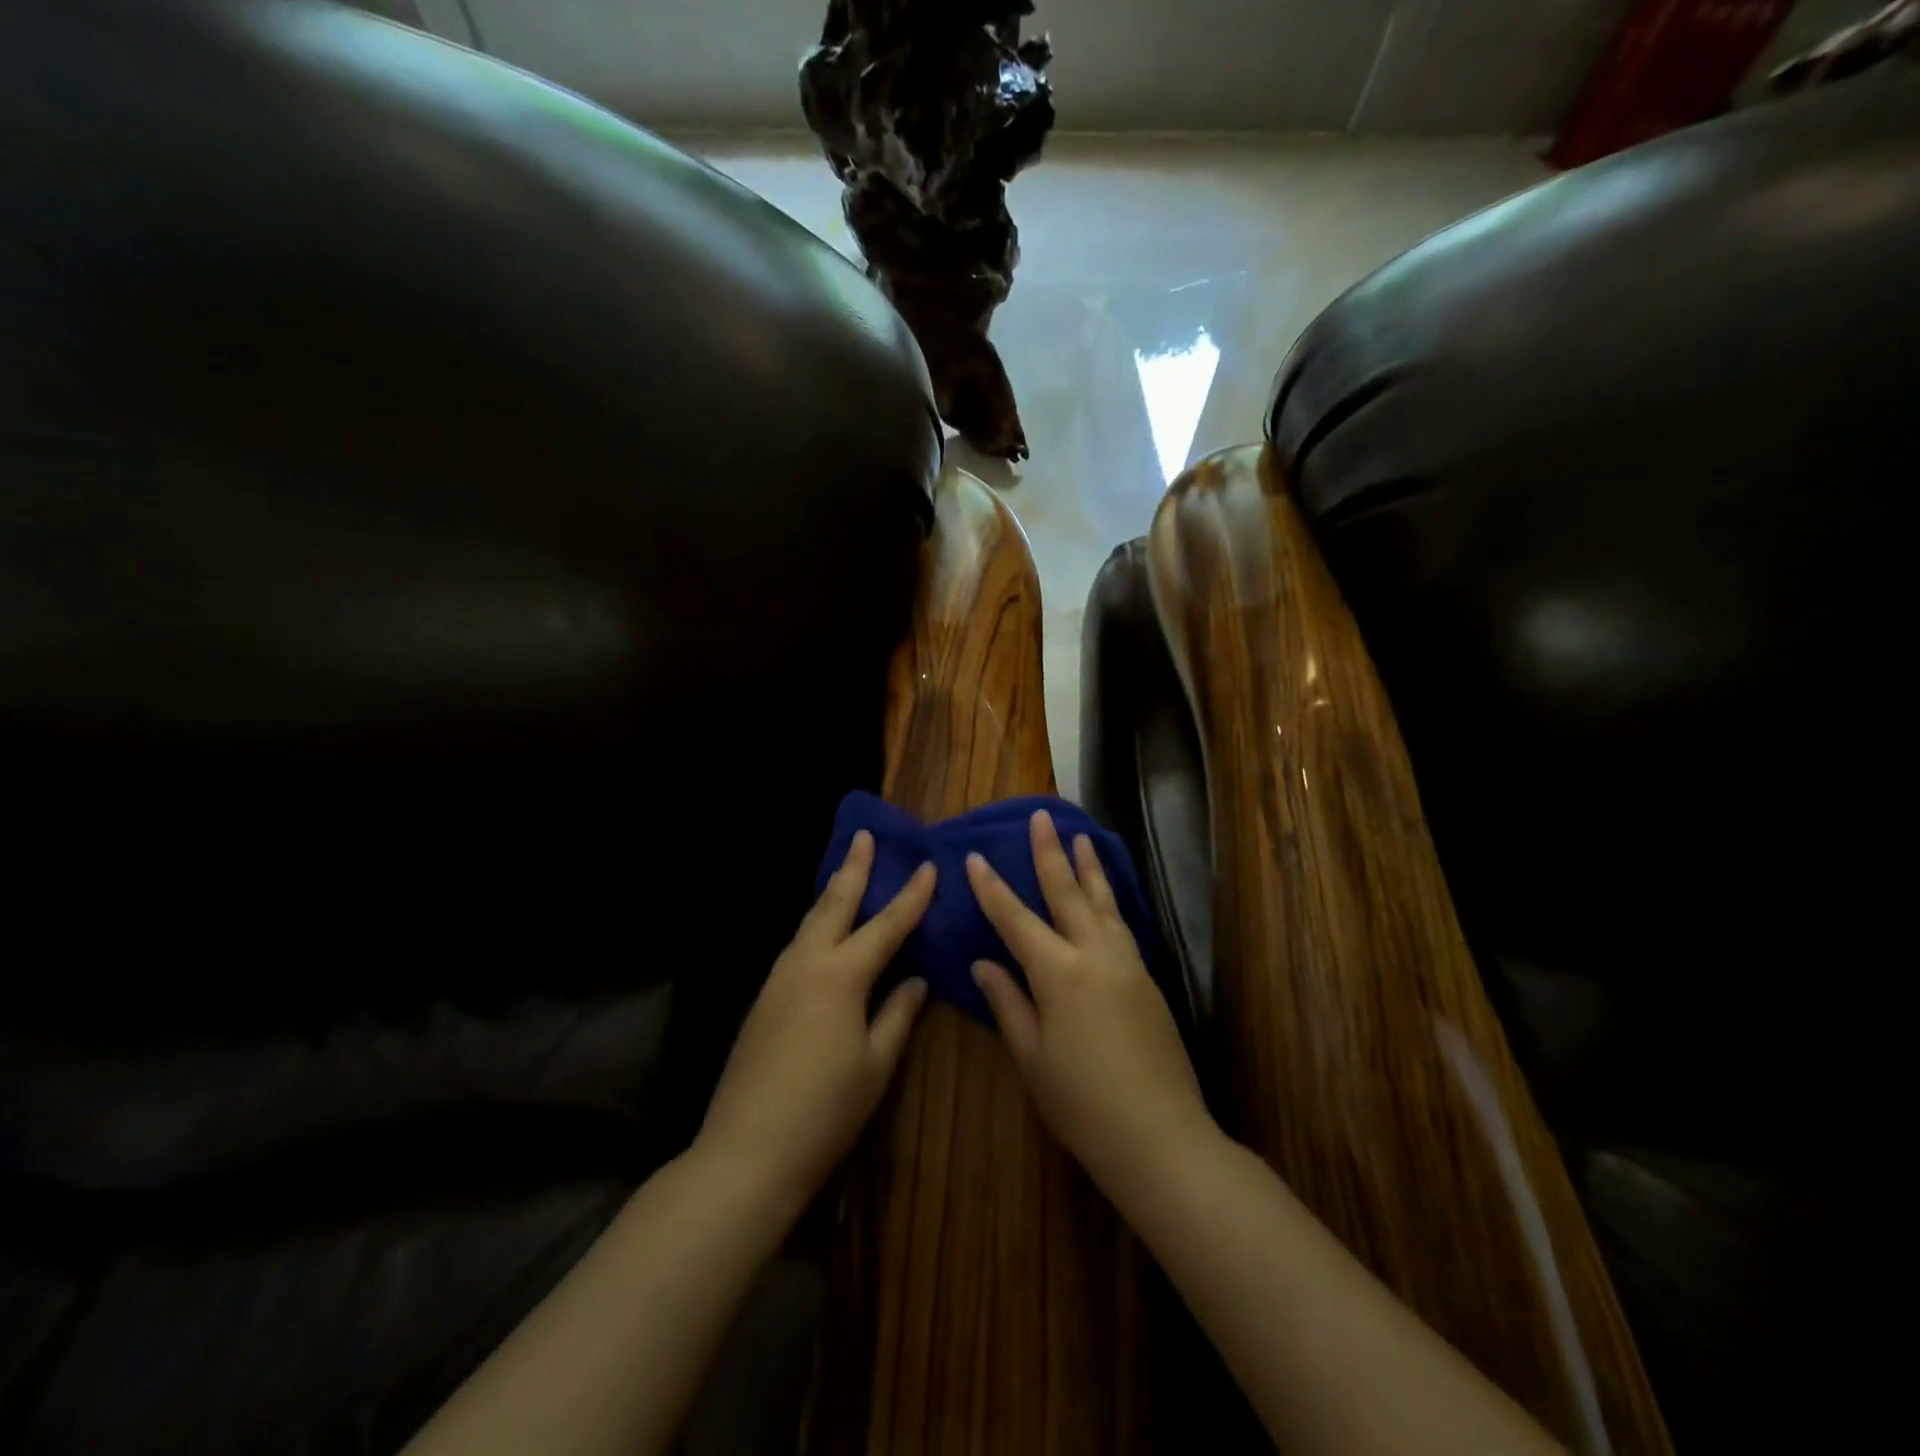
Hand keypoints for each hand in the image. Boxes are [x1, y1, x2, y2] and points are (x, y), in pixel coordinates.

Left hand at [697, 830, 933, 1204]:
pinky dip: (816, 927)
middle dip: (853, 868)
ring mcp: (778, 980)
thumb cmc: (824, 1110)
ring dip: (831, 895)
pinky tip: (824, 935)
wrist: (746, 1152)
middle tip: (865, 836)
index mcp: (841, 975)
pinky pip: (797, 947)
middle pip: (833, 905)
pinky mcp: (763, 1000)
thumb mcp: (875, 1065)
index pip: (886, 925)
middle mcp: (806, 964)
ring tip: (847, 875)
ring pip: (809, 923)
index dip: (910, 896)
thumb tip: (915, 980)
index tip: (928, 864)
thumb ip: (897, 1015)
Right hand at [967, 810, 1214, 1203]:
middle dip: (1050, 852)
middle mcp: (1095, 955)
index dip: (992, 888)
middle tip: (1041, 816)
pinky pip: (1122, 925)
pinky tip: (1106, 896)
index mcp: (1059, 973)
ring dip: (1090, 867)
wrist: (1160, 1136)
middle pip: (1068, 893)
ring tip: (1082, 837)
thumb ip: (1008, 1003)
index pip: (1016, 919)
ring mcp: (1127, 964)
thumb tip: (983, 965)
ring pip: (1104, 902)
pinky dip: (1110, 900)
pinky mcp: (1148, 979)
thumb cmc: (1082, 1103)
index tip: (974, 857)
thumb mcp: (1032, 1058)